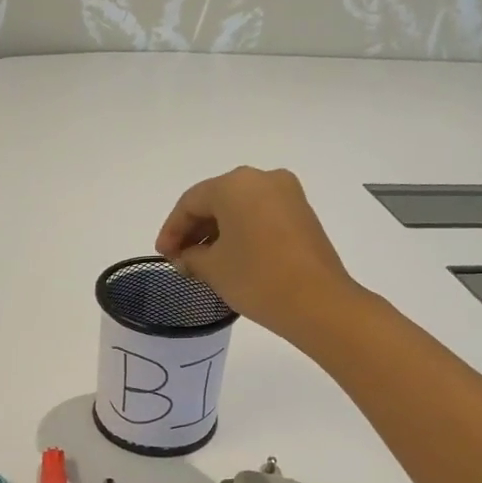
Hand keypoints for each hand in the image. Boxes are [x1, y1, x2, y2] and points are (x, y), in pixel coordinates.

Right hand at [154, 167, 360, 341]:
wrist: (318, 302)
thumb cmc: (257, 278)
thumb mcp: (213, 269)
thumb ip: (191, 257)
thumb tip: (187, 257)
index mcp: (235, 184)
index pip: (191, 202)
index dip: (172, 230)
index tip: (164, 256)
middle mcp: (263, 179)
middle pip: (217, 200)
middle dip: (195, 229)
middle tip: (180, 259)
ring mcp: (288, 195)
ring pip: (240, 208)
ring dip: (218, 232)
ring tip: (202, 262)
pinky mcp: (303, 214)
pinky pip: (261, 216)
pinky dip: (242, 233)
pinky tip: (231, 258)